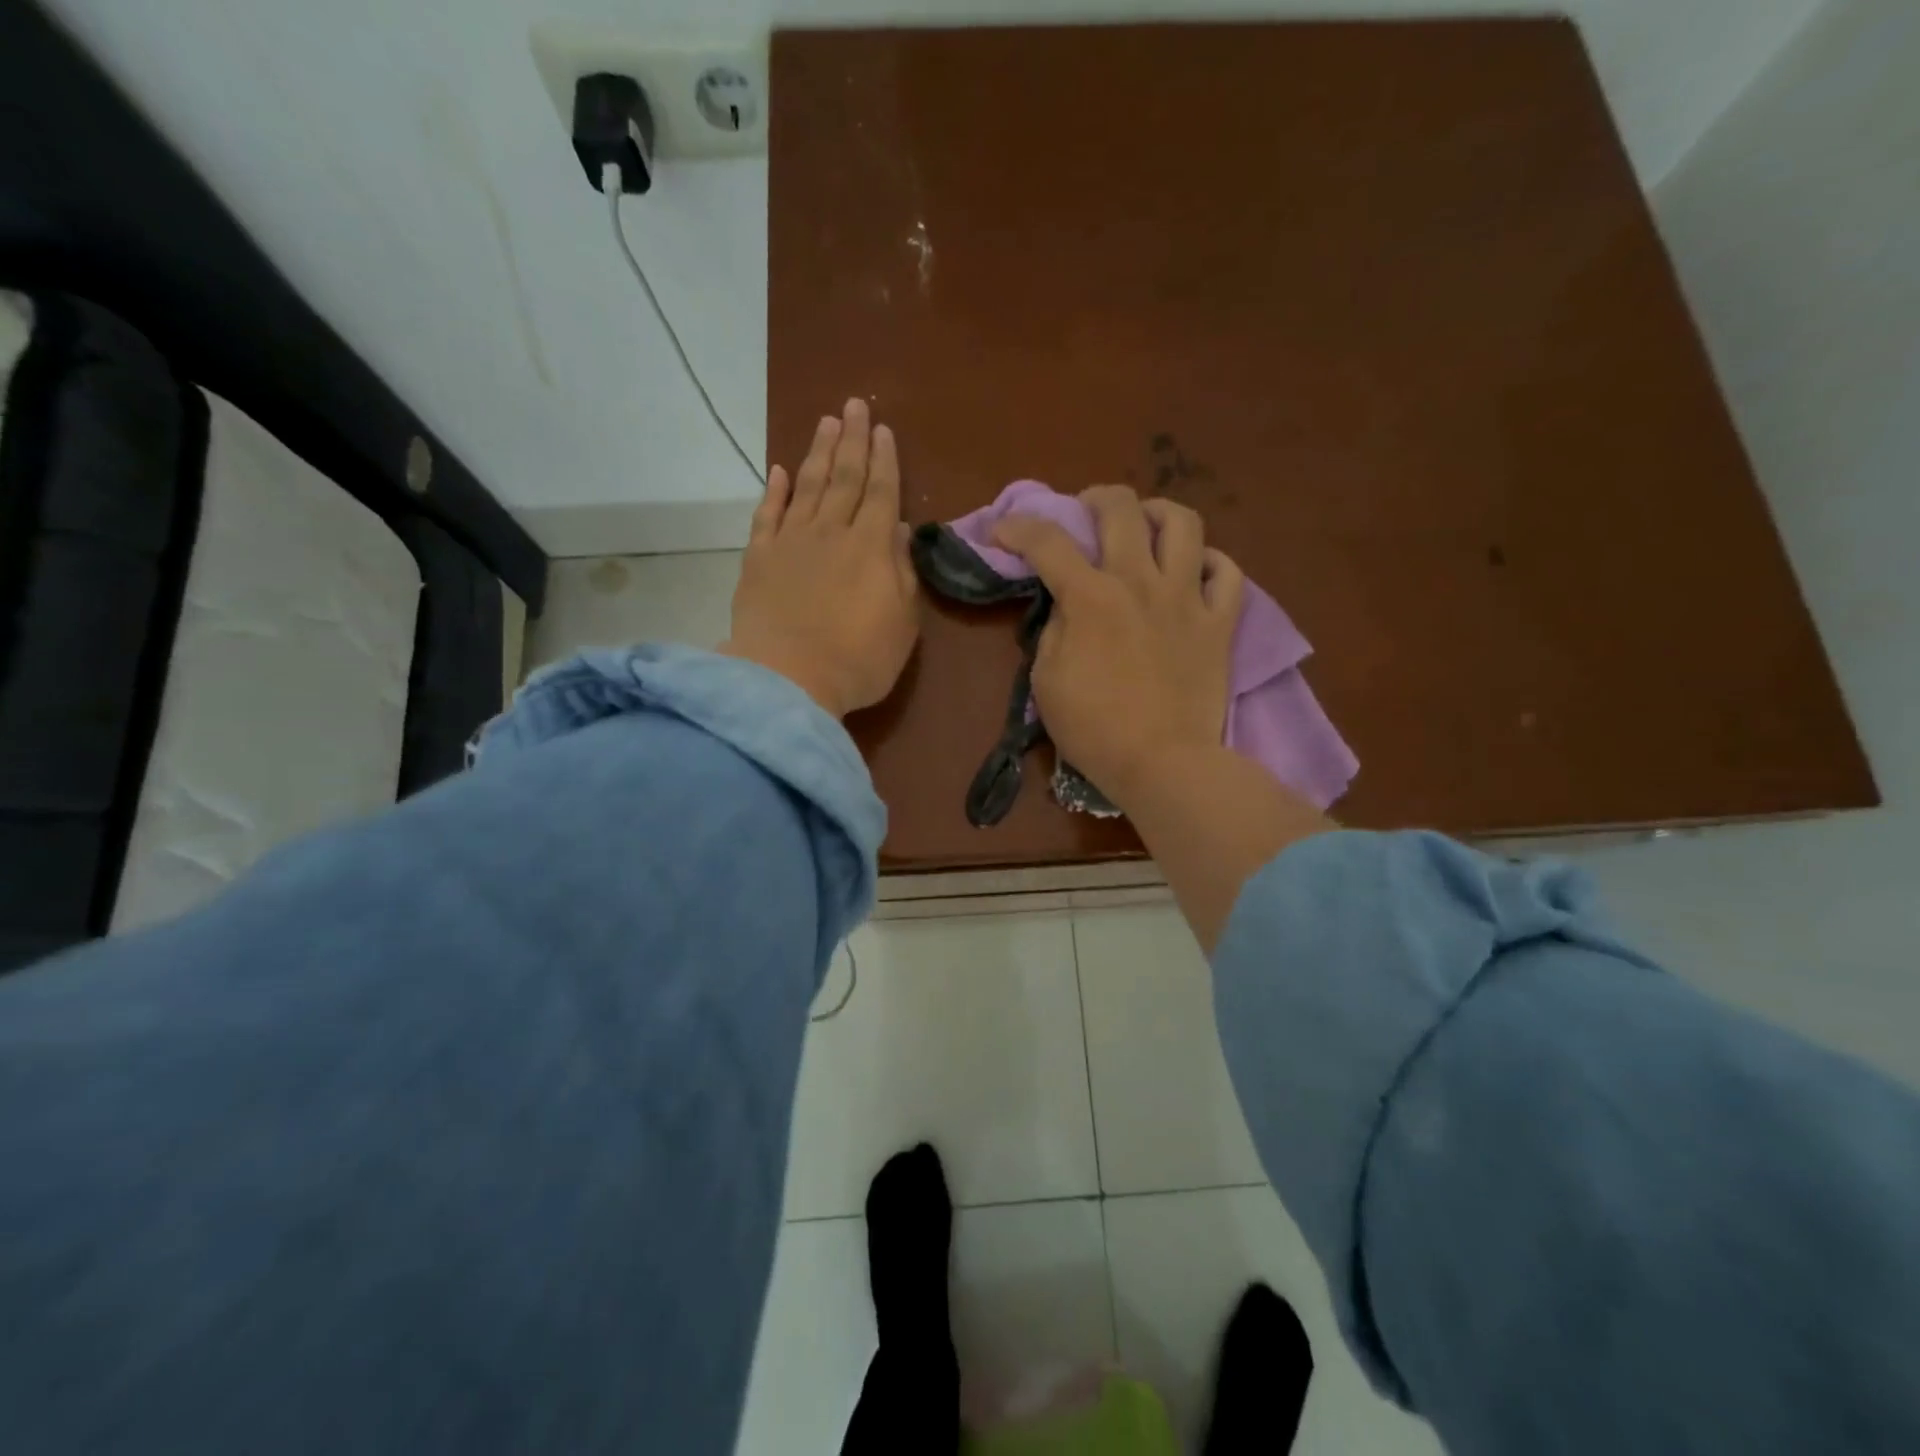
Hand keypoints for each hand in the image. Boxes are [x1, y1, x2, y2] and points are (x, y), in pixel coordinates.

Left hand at [721, 399, 919, 717]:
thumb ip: (902, 573)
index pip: (881, 492)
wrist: (788, 679)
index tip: (884, 430)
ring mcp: (791, 542)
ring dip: (817, 453)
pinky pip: (767, 515)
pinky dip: (775, 491)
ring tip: (826, 423)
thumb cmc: (858, 659)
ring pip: (808, 486)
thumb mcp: (902, 622)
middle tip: (854, 405)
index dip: (884, 460)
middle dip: (852, 440)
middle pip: (844, 476)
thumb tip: (897, 530)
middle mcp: (831, 532)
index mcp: (871, 546)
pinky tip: (779, 471)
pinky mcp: (758, 559)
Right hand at [993, 486, 1244, 806]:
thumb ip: (1055, 630)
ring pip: (1184, 524)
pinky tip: (1194, 571)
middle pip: (1122, 508)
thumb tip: (1068, 604)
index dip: (1018, 527)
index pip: (1047, 542)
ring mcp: (1187, 598)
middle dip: (1095, 498)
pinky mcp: (1219, 623)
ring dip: (1159, 513)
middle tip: (1086, 512)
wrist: (1161, 762)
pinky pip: (1228, 573)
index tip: (1002, 532)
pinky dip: (1211, 563)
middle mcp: (1140, 582)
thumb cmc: (1093, 728)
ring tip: (1146, 525)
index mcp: (1090, 597)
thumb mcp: (1046, 680)